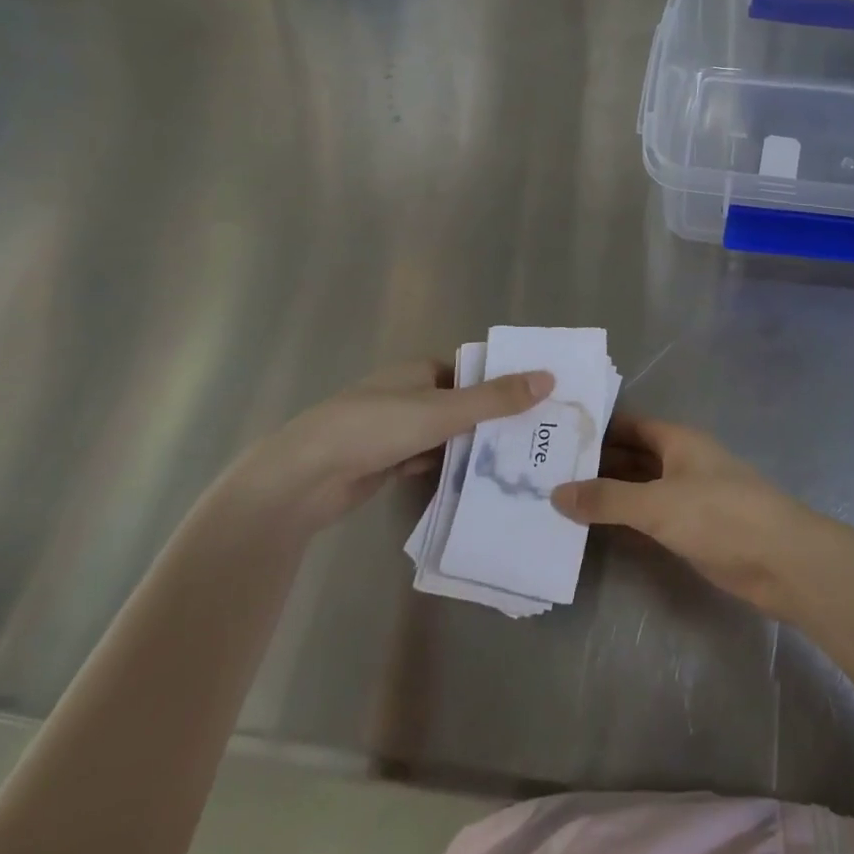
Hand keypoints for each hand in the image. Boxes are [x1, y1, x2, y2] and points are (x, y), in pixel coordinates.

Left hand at [221, 361, 553, 533]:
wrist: (305, 477)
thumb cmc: (375, 428)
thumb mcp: (443, 411)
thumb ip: (495, 399)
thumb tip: (549, 377)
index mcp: (419, 370)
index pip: (472, 371)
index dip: (504, 383)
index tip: (541, 400)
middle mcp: (408, 394)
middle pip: (462, 404)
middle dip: (493, 419)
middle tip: (537, 438)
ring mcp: (394, 429)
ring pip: (446, 435)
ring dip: (472, 446)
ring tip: (518, 463)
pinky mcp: (385, 461)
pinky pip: (428, 460)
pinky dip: (448, 467)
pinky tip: (476, 482)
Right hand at [551, 416, 830, 617]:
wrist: (781, 561)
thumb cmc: (720, 515)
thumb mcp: (657, 503)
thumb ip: (606, 499)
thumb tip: (555, 492)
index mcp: (678, 441)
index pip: (629, 424)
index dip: (596, 426)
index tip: (555, 433)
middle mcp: (681, 462)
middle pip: (632, 455)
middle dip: (595, 462)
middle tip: (545, 469)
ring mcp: (688, 496)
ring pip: (639, 487)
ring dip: (607, 493)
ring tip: (557, 498)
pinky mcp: (692, 529)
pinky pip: (649, 516)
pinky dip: (624, 519)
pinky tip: (592, 528)